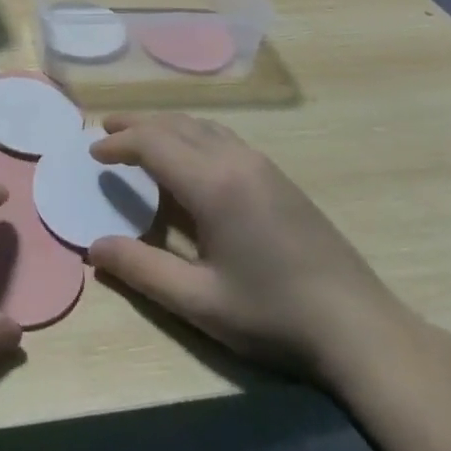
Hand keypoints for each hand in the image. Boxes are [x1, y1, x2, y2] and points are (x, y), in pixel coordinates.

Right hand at [87, 113, 412, 389]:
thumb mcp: (200, 302)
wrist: (357, 326)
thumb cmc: (273, 316)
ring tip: (139, 133)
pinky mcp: (278, 176)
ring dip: (165, 125)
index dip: (119, 144)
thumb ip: (142, 270)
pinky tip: (188, 153)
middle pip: (175, 125)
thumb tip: (94, 248)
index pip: (153, 144)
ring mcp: (261, 164)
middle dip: (136, 124)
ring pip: (201, 126)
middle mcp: (235, 160)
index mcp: (213, 184)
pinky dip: (191, 132)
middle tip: (104, 128)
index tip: (93, 152)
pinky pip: (222, 136)